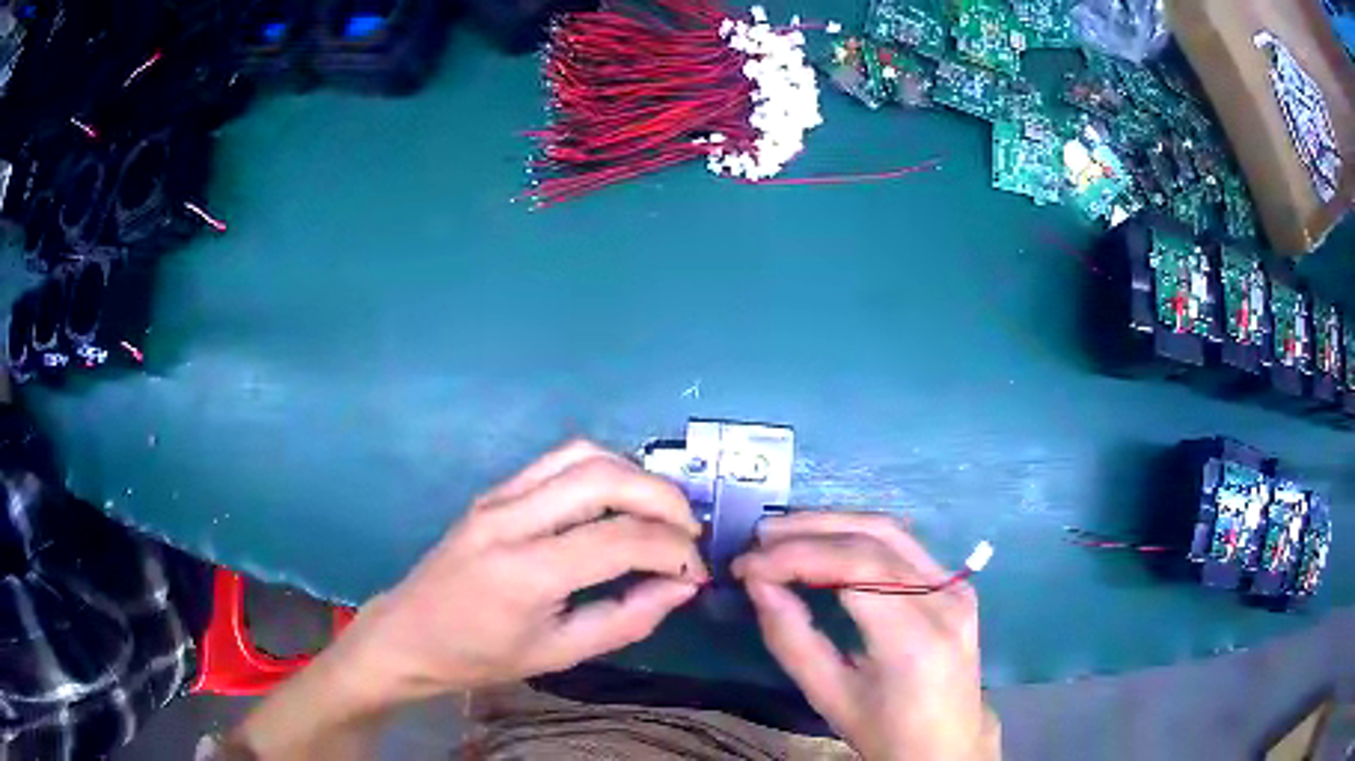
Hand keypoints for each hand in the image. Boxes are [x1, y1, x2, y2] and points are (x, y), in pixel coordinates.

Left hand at [335, 440, 708, 707]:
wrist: (408, 634)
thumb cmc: (480, 656)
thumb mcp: (558, 654)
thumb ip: (626, 619)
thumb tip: (681, 587)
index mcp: (524, 573)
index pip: (619, 540)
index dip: (673, 552)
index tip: (695, 574)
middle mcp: (510, 520)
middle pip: (604, 477)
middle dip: (663, 499)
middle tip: (688, 533)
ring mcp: (498, 497)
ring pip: (582, 454)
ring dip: (635, 475)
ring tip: (659, 513)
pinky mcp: (494, 491)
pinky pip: (557, 461)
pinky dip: (603, 471)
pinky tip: (617, 502)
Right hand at [732, 513, 996, 760]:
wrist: (948, 743)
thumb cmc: (885, 731)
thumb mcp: (829, 697)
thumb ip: (791, 639)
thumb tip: (758, 584)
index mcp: (914, 639)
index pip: (855, 568)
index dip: (796, 556)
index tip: (747, 565)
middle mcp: (944, 600)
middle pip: (875, 539)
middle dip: (810, 531)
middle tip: (758, 539)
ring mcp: (957, 588)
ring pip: (892, 531)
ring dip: (833, 525)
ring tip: (783, 534)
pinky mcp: (957, 585)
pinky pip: (904, 547)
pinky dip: (857, 537)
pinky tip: (825, 543)